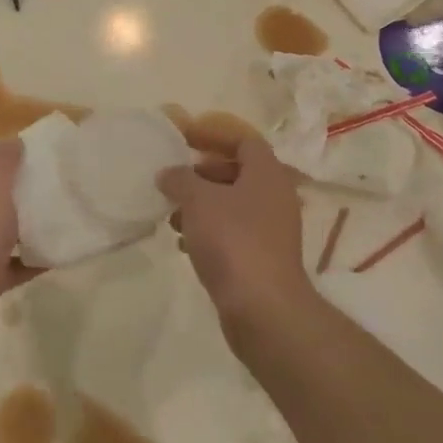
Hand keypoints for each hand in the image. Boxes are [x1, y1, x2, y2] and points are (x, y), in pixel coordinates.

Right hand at [158, 136, 311, 337]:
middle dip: (203, 175)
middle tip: (175, 181)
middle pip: (238, 173)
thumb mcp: (198, 200)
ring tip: (173, 217)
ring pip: (232, 205)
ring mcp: (271, 230)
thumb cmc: (232, 240)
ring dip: (202, 206)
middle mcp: (275, 197)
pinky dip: (209, 232)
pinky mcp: (262, 258)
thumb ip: (180, 180)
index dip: (214, 135)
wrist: (262, 307)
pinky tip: (185, 245)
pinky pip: (233, 233)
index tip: (185, 140)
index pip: (244, 141)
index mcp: (267, 174)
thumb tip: (168, 173)